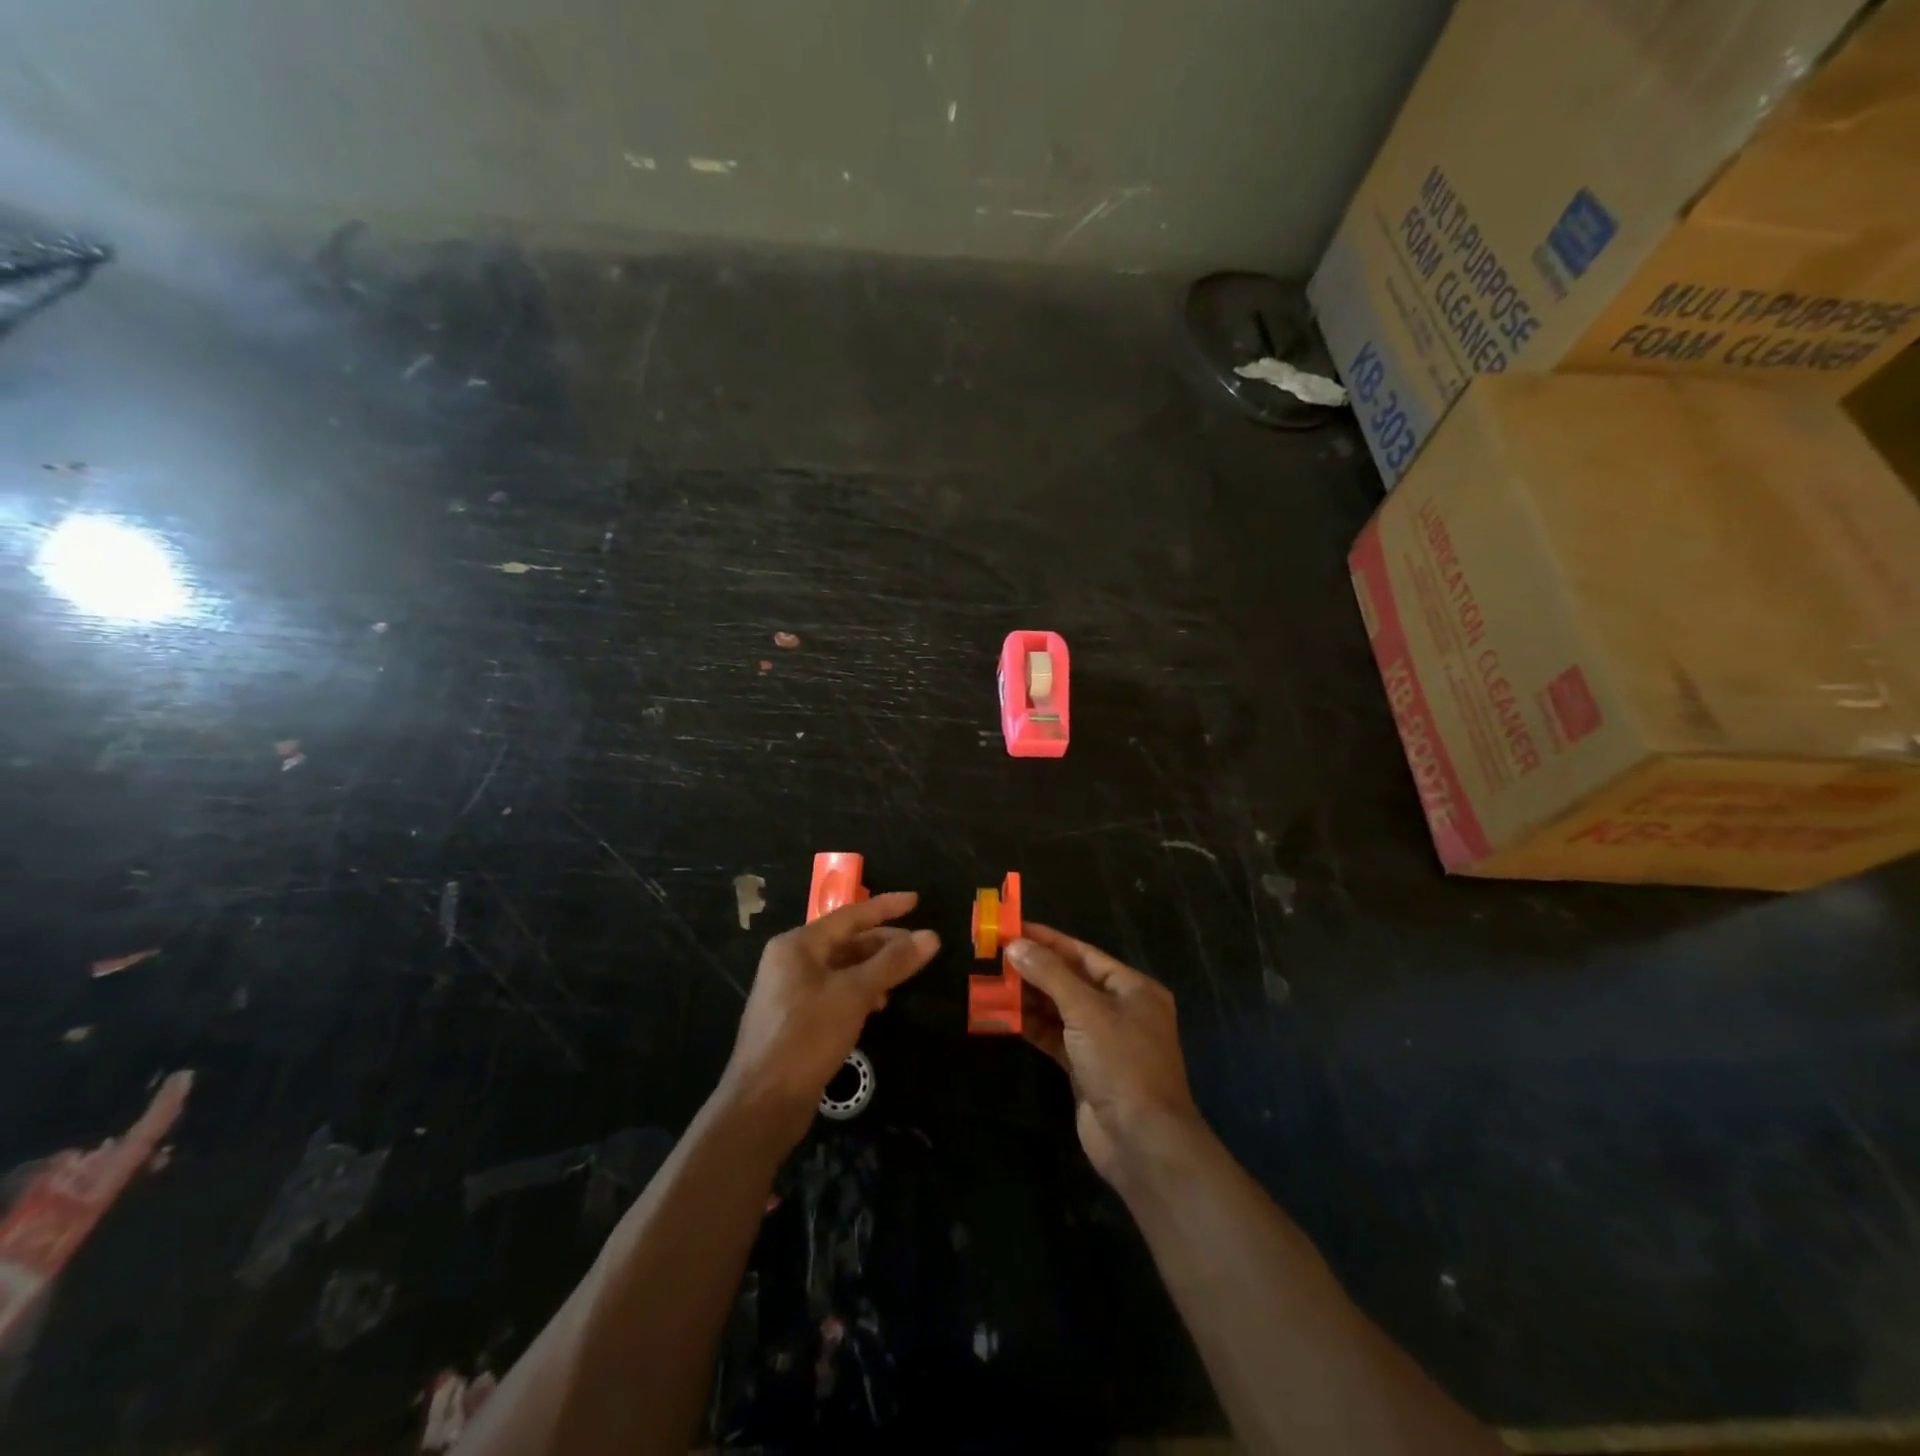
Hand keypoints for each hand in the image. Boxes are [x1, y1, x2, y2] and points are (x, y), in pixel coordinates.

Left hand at [721, 892, 938, 1144]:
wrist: (762, 1103)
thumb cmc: (807, 1037)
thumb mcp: (855, 994)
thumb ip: (893, 962)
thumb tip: (931, 936)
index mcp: (797, 945)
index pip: (850, 916)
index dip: (886, 908)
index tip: (917, 901)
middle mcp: (790, 961)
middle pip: (845, 941)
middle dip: (883, 943)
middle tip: (920, 946)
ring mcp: (790, 991)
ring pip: (841, 968)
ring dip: (873, 969)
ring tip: (904, 976)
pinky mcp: (795, 1018)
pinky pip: (834, 991)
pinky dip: (859, 992)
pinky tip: (879, 1005)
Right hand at [1009, 924, 1203, 1186]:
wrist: (1142, 1142)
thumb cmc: (1122, 1064)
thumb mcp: (1086, 1011)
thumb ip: (1049, 974)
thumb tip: (1016, 945)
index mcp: (1132, 988)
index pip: (1083, 954)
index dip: (1047, 940)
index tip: (1012, 928)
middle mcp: (1120, 1010)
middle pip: (1070, 980)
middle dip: (1033, 970)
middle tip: (994, 957)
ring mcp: (1103, 1041)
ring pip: (1059, 1009)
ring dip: (1028, 998)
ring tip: (991, 984)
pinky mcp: (1086, 1068)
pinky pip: (1054, 1037)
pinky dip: (1031, 1026)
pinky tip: (1003, 1017)